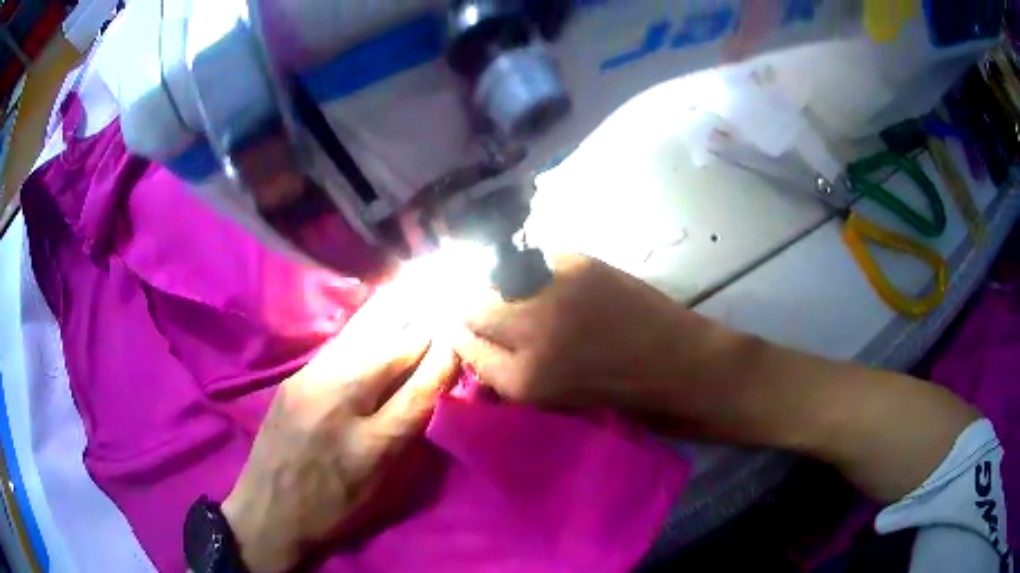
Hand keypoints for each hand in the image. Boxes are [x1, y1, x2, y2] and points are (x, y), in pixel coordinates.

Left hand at [222, 286, 458, 572]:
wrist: (269, 510)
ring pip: (362, 339)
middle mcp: (340, 406)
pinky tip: (377, 324)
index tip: (460, 345)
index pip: (419, 391)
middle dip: (421, 335)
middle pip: (391, 353)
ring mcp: (311, 385)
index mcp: (370, 446)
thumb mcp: (382, 491)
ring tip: (416, 306)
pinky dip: (364, 333)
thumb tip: (430, 396)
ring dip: (394, 324)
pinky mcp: (294, 378)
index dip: (444, 363)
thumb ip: (408, 441)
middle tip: (441, 321)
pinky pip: (338, 346)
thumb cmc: (333, 511)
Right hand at [453, 255, 714, 414]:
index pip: (463, 347)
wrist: (682, 368)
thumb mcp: (555, 403)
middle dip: (469, 309)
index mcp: (522, 380)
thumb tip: (480, 345)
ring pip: (496, 279)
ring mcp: (554, 292)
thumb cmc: (624, 398)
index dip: (458, 336)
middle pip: (471, 308)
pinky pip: (532, 261)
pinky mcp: (580, 265)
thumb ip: (511, 375)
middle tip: (479, 308)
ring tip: (508, 292)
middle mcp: (529, 333)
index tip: (458, 329)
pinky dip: (529, 270)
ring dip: (495, 286)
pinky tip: (541, 279)